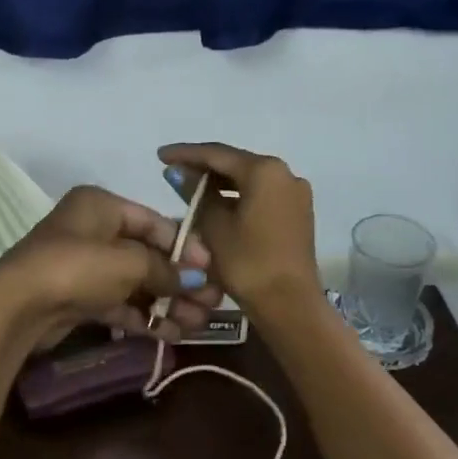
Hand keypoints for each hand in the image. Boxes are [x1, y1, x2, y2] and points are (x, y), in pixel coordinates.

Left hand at [0, 185, 221, 351]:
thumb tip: (197, 281)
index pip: (154, 222)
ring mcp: (84, 266)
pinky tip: (173, 333)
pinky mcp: (79, 298)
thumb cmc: (77, 268)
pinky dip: (144, 316)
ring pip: (136, 282)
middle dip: (181, 280)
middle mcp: (93, 231)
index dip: (186, 246)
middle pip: (147, 254)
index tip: (213, 270)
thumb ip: (166, 270)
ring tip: (200, 324)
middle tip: (214, 303)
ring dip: (168, 302)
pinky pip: (120, 304)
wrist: (18, 307)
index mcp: (101, 206)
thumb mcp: (129, 263)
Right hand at [157, 143, 319, 312]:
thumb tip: (178, 172)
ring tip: (190, 188)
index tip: (160, 156)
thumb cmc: (247, 263)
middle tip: (172, 172)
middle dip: (203, 167)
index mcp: (264, 171)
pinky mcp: (297, 213)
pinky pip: (261, 195)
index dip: (185, 153)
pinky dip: (237, 196)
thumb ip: (195, 194)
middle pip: (235, 163)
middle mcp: (284, 173)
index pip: (217, 154)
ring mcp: (295, 193)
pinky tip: (216, 204)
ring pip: (249, 179)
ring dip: (220, 183)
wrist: (289, 304)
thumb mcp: (213, 226)